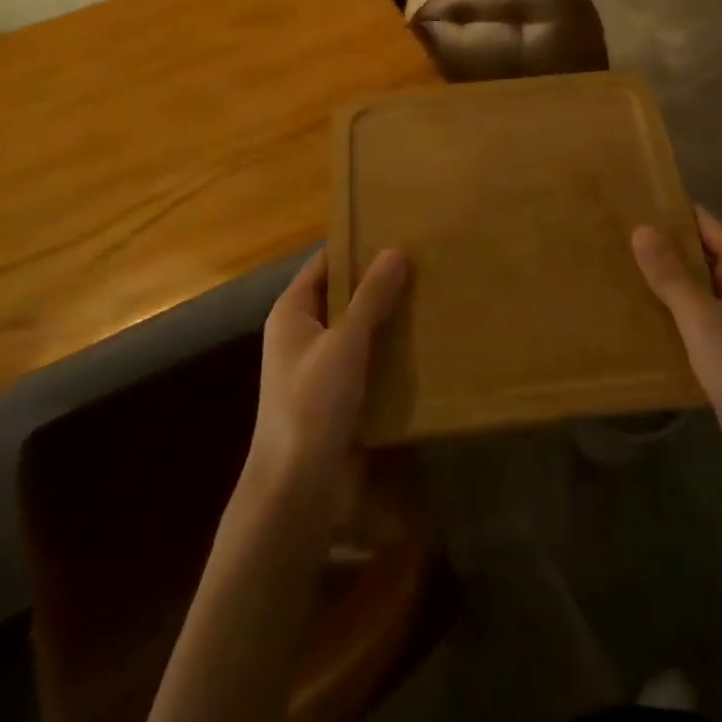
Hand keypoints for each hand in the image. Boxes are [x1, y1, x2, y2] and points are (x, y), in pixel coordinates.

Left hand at [246, 247, 408, 516]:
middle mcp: (301, 333)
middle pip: (343, 294)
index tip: (400, 232)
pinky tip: (420, 344)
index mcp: (292, 311)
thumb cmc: (312, 405)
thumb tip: (397, 249)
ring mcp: (317, 365)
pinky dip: (387, 348)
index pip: (327, 262)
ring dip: (387, 316)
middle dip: (379, 281)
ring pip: (356, 327)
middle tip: (425, 263)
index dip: (358, 246)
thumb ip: (371, 297)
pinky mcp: (334, 394)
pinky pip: (364, 358)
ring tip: (430, 297)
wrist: (295, 489)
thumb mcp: (346, 343)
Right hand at [632, 208, 721, 499]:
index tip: (633, 202)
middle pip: (699, 254)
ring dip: (663, 281)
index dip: (672, 212)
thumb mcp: (701, 317)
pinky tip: (636, 315)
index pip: (705, 225)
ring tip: (617, 270)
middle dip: (662, 246)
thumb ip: (671, 274)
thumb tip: (641, 228)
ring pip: (694, 288)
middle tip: (614, 236)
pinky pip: (692, 318)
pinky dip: (669, 312)